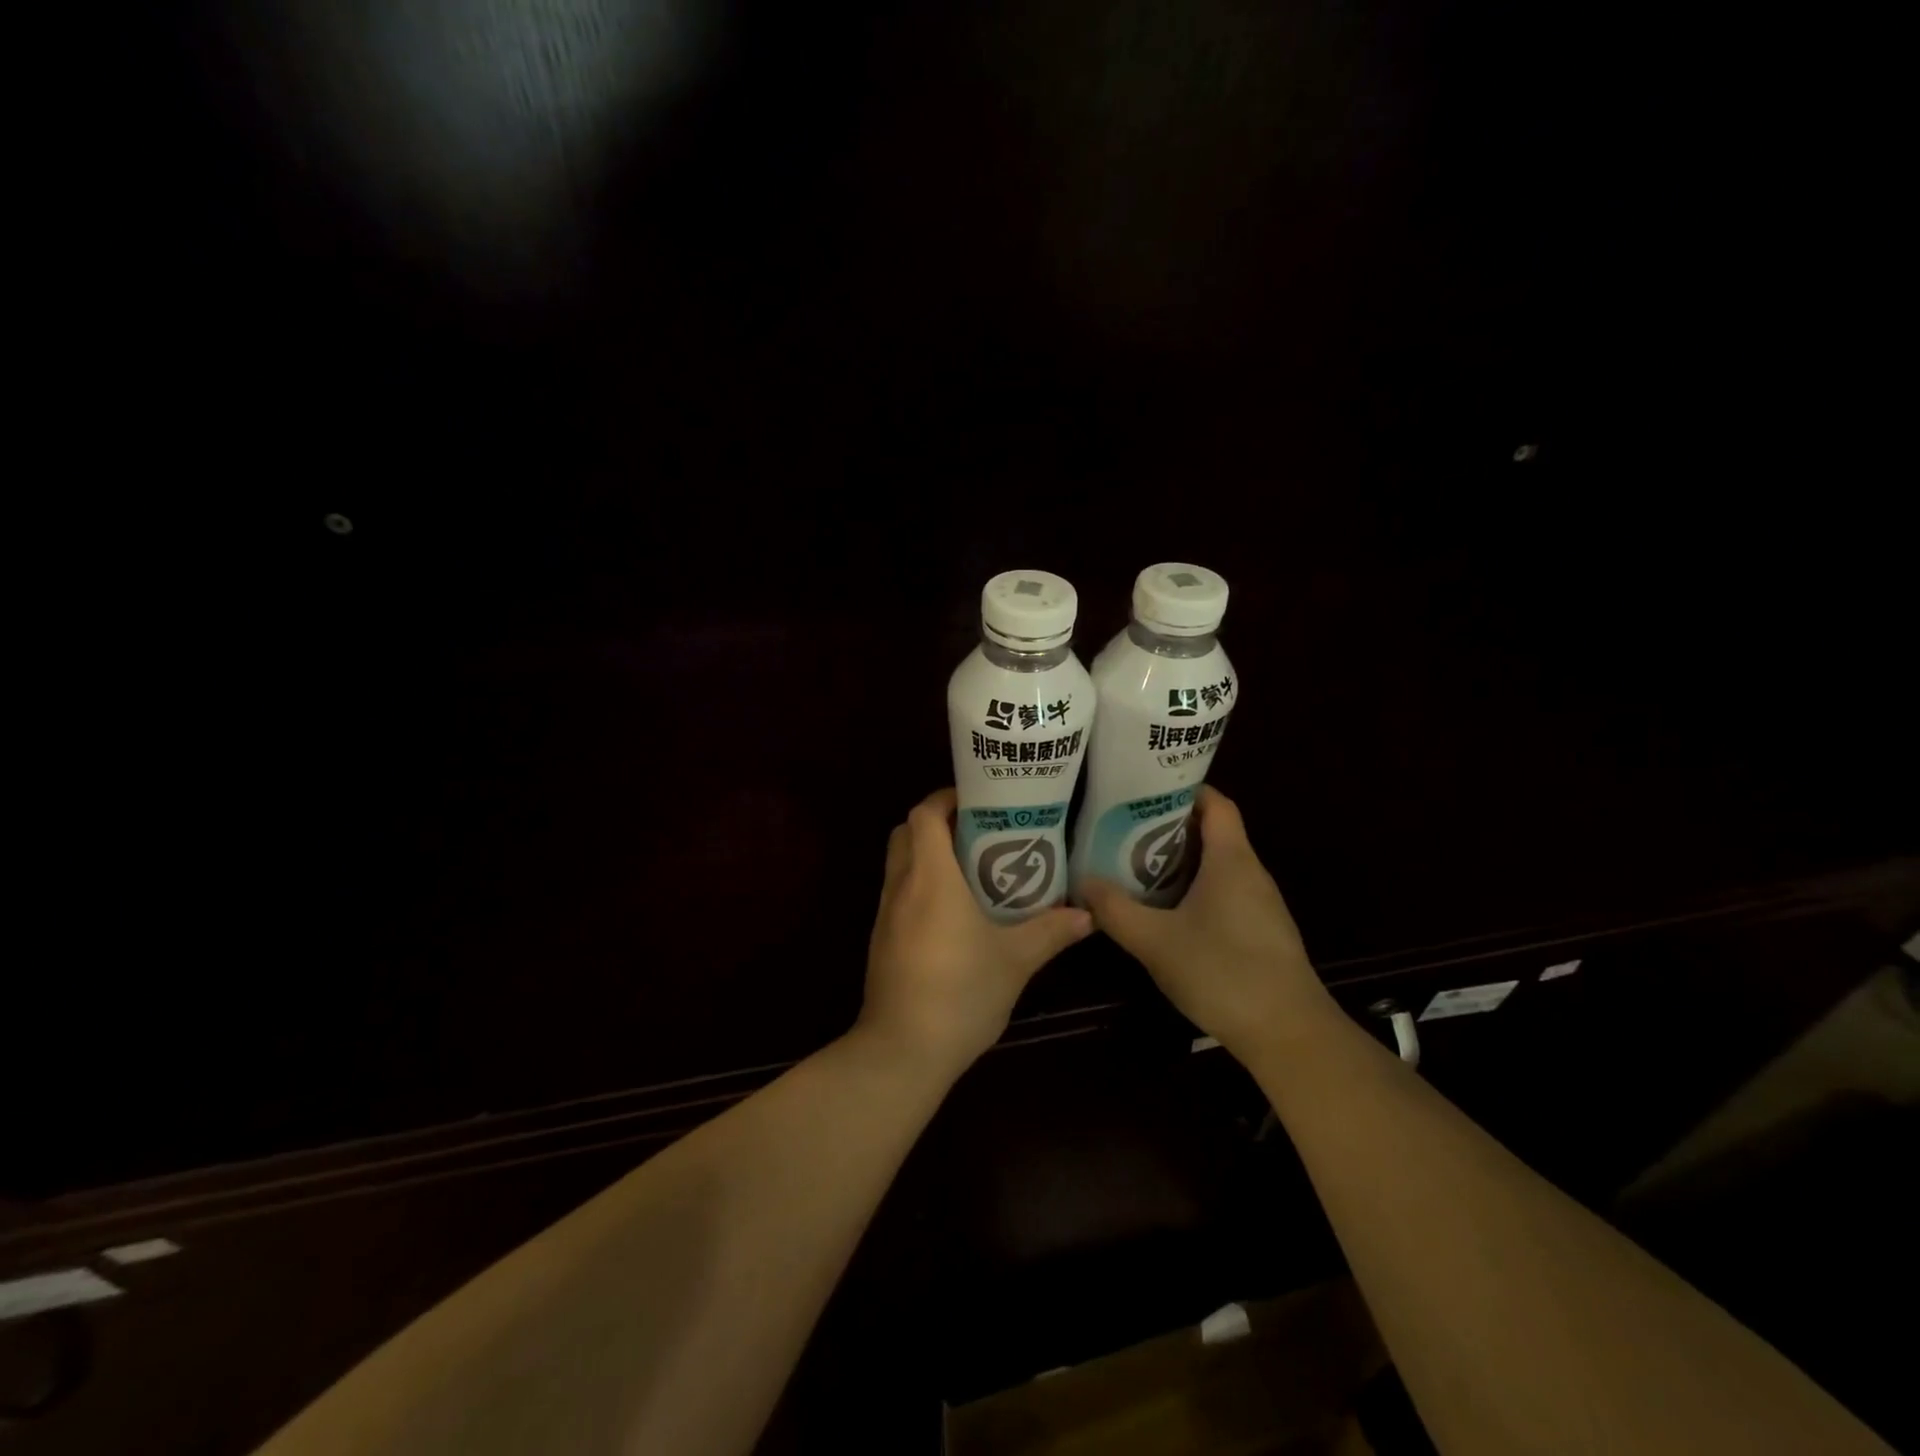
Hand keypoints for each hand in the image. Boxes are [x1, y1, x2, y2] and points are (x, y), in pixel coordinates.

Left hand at [859, 788, 1092, 1076]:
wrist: (902, 1051)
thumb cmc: (960, 993)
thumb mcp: (1015, 961)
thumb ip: (1050, 932)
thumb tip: (1087, 915)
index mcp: (931, 878)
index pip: (925, 814)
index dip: (946, 798)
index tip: (978, 801)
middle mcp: (901, 886)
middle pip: (906, 831)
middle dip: (937, 822)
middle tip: (979, 831)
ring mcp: (885, 914)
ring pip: (899, 862)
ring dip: (927, 854)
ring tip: (972, 866)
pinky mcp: (882, 939)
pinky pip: (898, 892)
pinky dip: (920, 884)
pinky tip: (954, 910)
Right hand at [1081, 786, 1331, 1061]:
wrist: (1289, 1034)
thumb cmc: (1223, 972)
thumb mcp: (1156, 941)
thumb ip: (1115, 911)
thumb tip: (1081, 883)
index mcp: (1232, 859)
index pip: (1216, 803)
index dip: (1183, 789)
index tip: (1144, 790)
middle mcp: (1250, 872)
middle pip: (1212, 831)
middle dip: (1168, 826)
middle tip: (1123, 827)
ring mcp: (1259, 903)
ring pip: (1216, 865)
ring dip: (1179, 860)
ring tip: (1134, 863)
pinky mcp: (1260, 931)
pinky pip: (1223, 892)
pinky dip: (1193, 888)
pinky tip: (1165, 909)